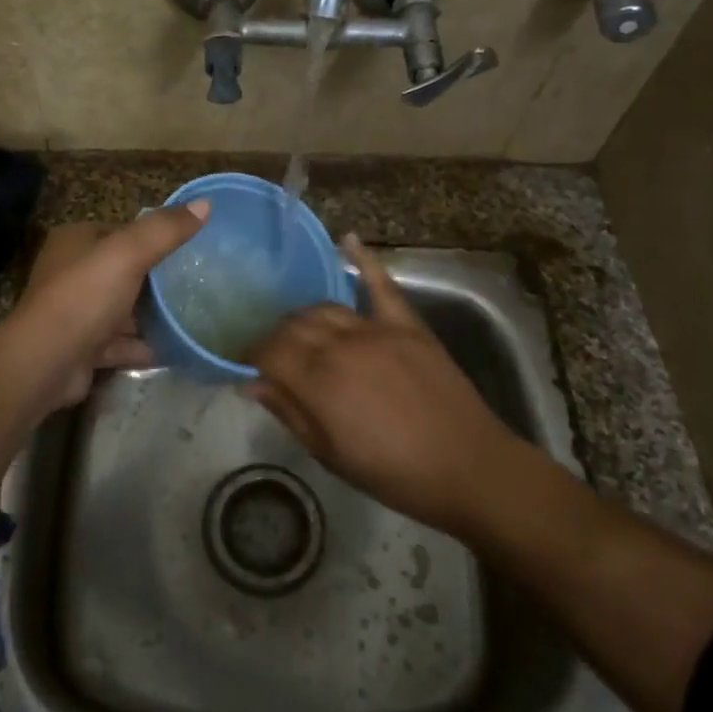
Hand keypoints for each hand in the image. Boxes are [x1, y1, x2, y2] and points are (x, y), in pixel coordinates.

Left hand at [6, 203, 209, 413]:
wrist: (45, 363)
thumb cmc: (85, 296)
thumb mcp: (128, 253)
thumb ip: (165, 229)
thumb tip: (205, 203)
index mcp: (76, 241)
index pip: (120, 231)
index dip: (153, 237)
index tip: (189, 246)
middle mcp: (71, 273)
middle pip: (123, 271)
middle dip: (156, 279)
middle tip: (197, 282)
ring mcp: (76, 313)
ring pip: (122, 309)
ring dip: (151, 315)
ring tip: (192, 315)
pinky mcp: (82, 348)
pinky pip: (120, 343)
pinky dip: (143, 345)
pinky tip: (173, 349)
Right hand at [246, 236, 516, 532]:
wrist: (465, 466)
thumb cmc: (392, 472)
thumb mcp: (329, 454)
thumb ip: (289, 412)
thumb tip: (252, 384)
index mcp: (318, 381)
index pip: (269, 350)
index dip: (252, 355)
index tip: (246, 364)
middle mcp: (341, 345)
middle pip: (294, 325)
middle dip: (276, 337)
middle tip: (274, 354)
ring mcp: (376, 329)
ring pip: (326, 307)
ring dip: (306, 316)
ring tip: (302, 331)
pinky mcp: (407, 324)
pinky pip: (381, 284)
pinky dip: (364, 260)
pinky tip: (347, 239)